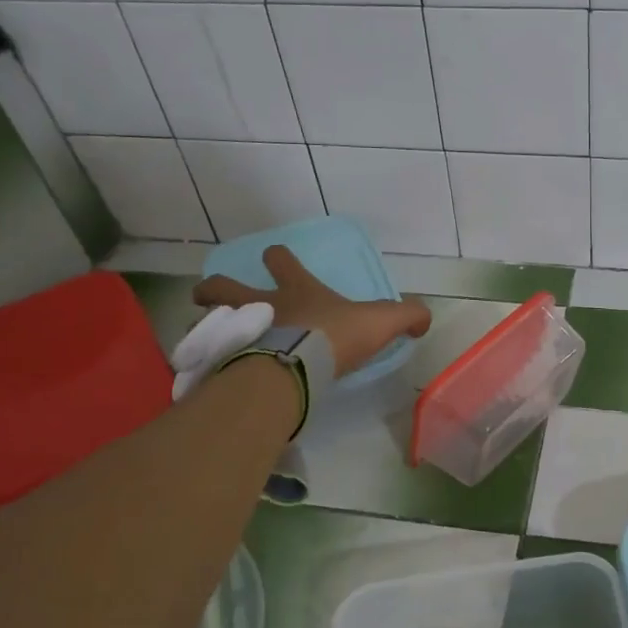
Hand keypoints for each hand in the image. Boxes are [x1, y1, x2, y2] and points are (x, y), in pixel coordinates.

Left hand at [191, 245, 430, 376]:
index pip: (282, 260)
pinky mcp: (226, 359)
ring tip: (205, 333)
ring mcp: (239, 330)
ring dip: (204, 320)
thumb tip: (423, 318)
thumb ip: (407, 316)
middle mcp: (262, 305)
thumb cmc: (336, 337)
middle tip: (210, 295)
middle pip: (226, 287)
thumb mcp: (382, 321)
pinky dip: (205, 357)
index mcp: (298, 291)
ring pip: (208, 317)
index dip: (279, 258)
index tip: (276, 259)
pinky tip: (208, 369)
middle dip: (217, 288)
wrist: (296, 366)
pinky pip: (208, 354)